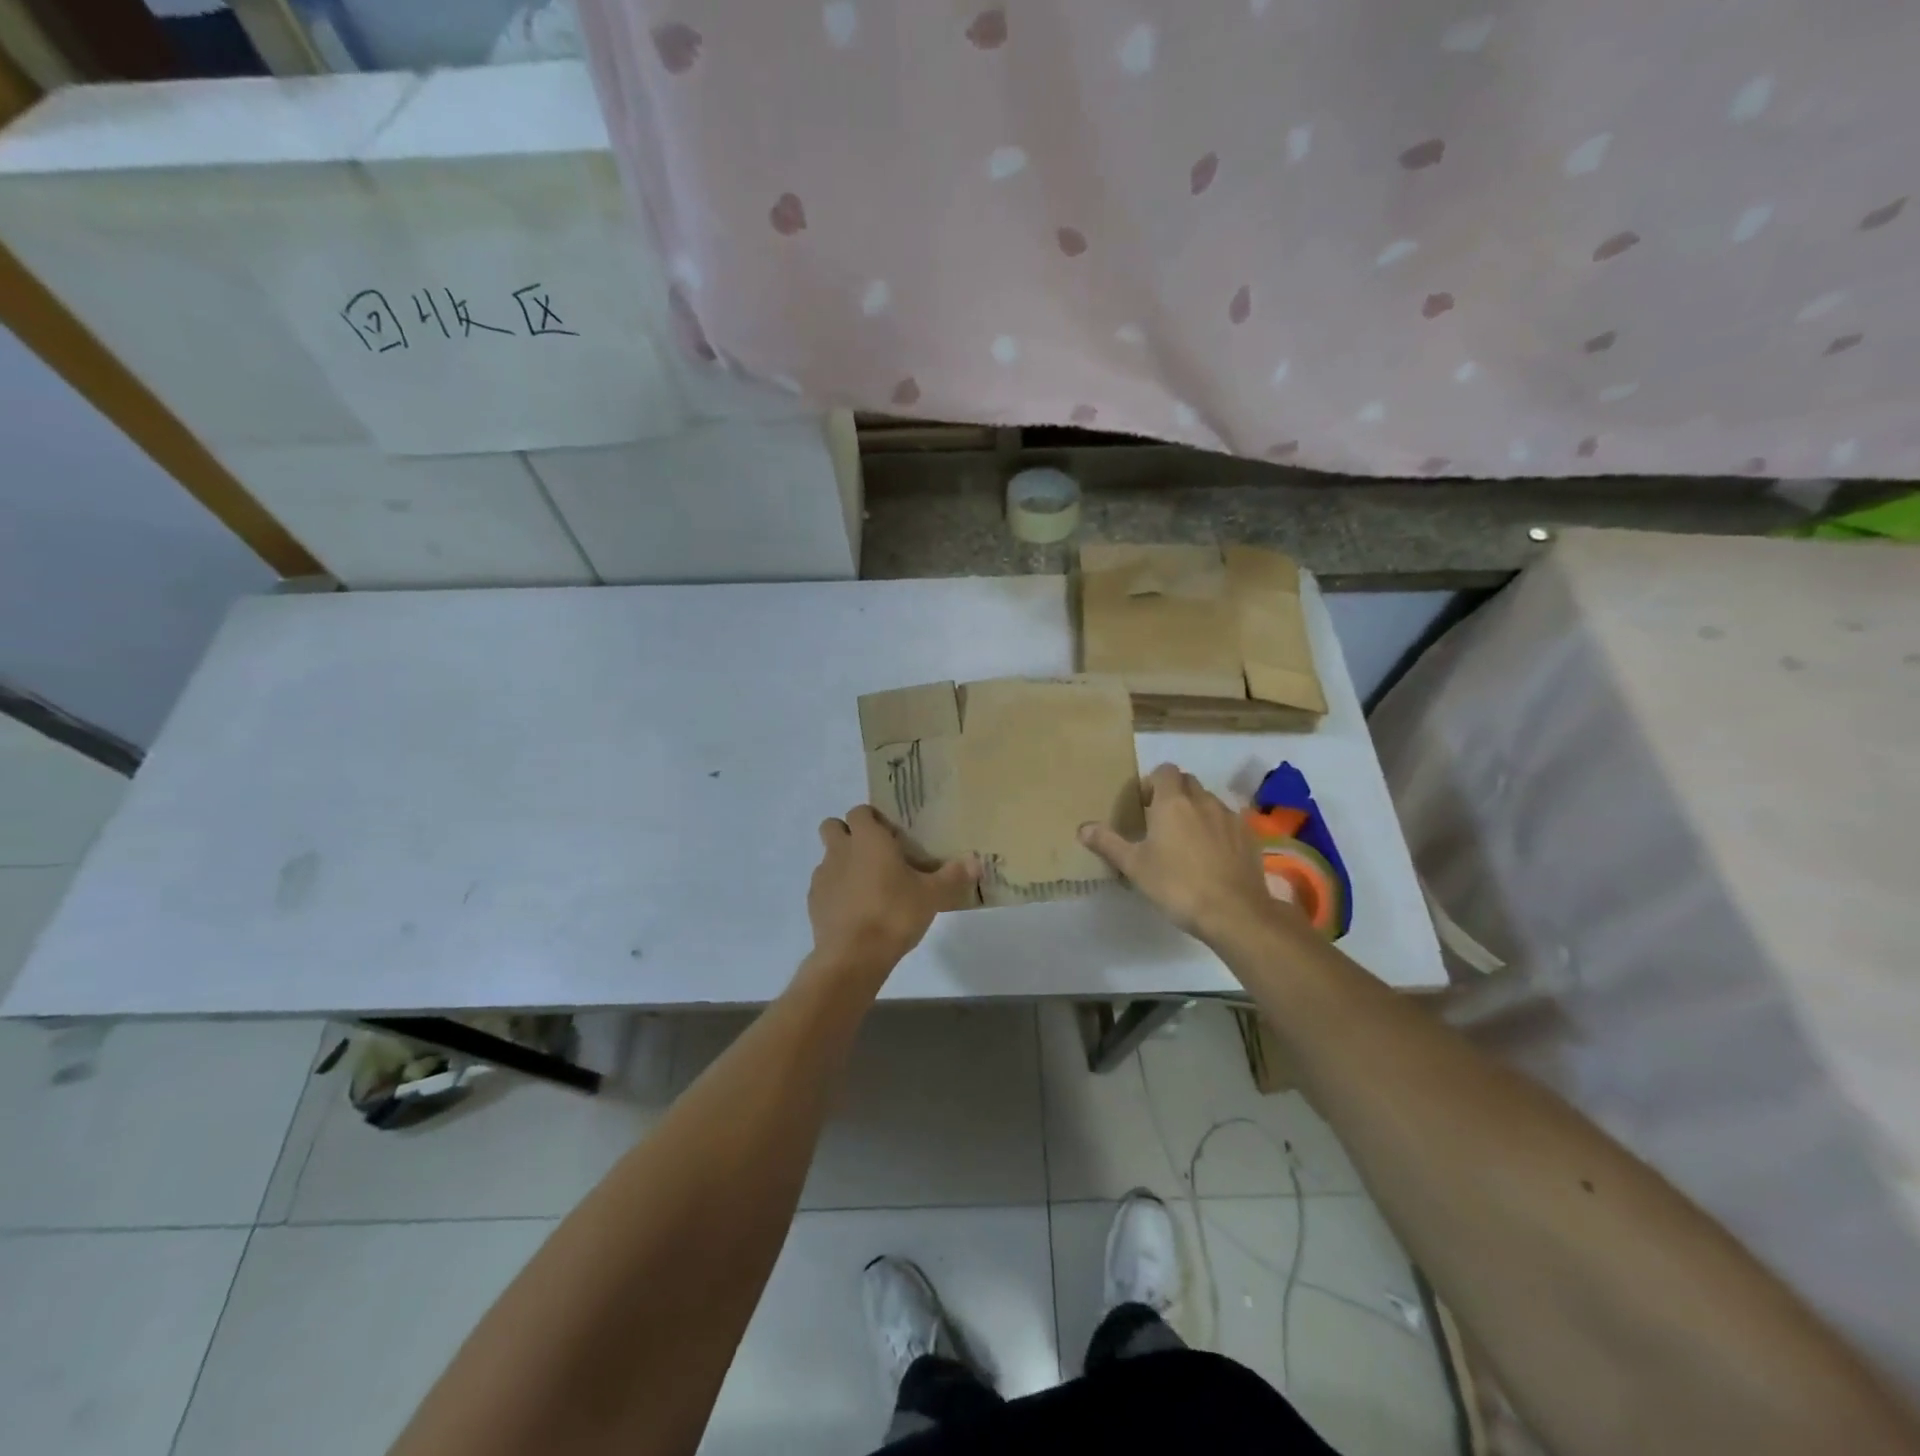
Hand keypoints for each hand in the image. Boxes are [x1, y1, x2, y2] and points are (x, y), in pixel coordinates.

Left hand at [806, 806, 978, 977]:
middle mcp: (840, 850)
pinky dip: (836, 893)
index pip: (860, 811)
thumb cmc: (894, 914)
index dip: (873, 819)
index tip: (891, 835)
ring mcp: (822, 876)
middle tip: (874, 855)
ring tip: (868, 888)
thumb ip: (953, 876)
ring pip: (828, 858)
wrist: (853, 956)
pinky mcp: (813, 903)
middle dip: (848, 834)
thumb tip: (976, 861)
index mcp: (868, 839)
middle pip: (833, 826)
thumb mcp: (932, 896)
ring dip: (843, 865)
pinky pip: (824, 887)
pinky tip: (856, 912)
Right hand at [1080, 763, 1297, 942]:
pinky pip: (1228, 822)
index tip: (1143, 806)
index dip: (1152, 783)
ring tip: (1186, 841)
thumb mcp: (1134, 866)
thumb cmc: (1176, 885)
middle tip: (1160, 822)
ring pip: (1209, 801)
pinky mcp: (1248, 836)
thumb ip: (1108, 843)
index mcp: (1172, 802)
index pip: (1164, 771)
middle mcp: (1203, 801)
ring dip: (1196, 811)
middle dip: (1174, 794)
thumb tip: (1082, 827)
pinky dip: (1217, 829)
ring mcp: (1229, 817)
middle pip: (1187, 782)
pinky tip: (1211, 856)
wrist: (1233, 912)